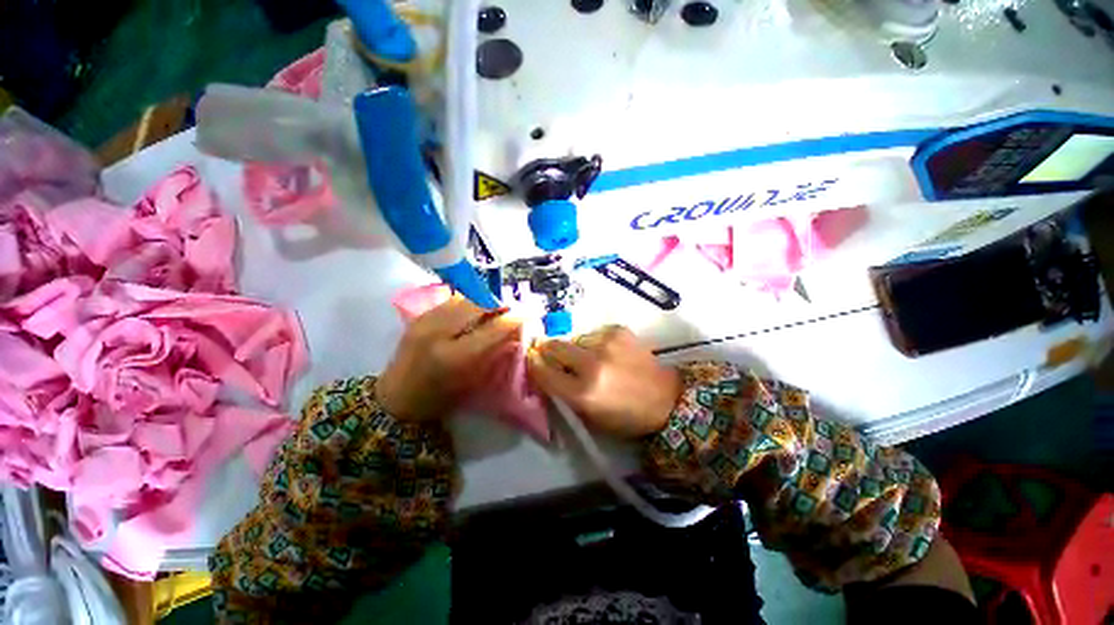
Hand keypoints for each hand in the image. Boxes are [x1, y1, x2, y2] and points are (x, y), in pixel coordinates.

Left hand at [378, 295, 521, 420]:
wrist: (395, 399)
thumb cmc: (438, 399)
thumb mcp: (472, 381)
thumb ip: (494, 353)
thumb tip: (514, 331)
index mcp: (454, 357)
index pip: (494, 327)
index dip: (516, 316)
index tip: (531, 311)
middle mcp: (438, 332)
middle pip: (478, 303)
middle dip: (501, 302)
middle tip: (514, 307)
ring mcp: (426, 320)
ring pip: (465, 297)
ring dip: (486, 299)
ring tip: (497, 307)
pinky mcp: (420, 315)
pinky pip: (452, 300)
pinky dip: (470, 301)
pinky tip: (476, 309)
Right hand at [526, 326, 680, 437]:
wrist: (668, 399)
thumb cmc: (626, 416)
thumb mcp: (590, 416)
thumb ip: (565, 393)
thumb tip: (547, 370)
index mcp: (583, 393)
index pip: (543, 372)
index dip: (534, 364)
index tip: (532, 359)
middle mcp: (592, 364)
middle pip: (555, 346)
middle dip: (550, 350)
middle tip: (553, 354)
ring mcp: (606, 343)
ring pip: (575, 339)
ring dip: (576, 348)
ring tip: (590, 358)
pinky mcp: (619, 331)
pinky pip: (594, 334)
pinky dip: (595, 343)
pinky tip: (607, 352)